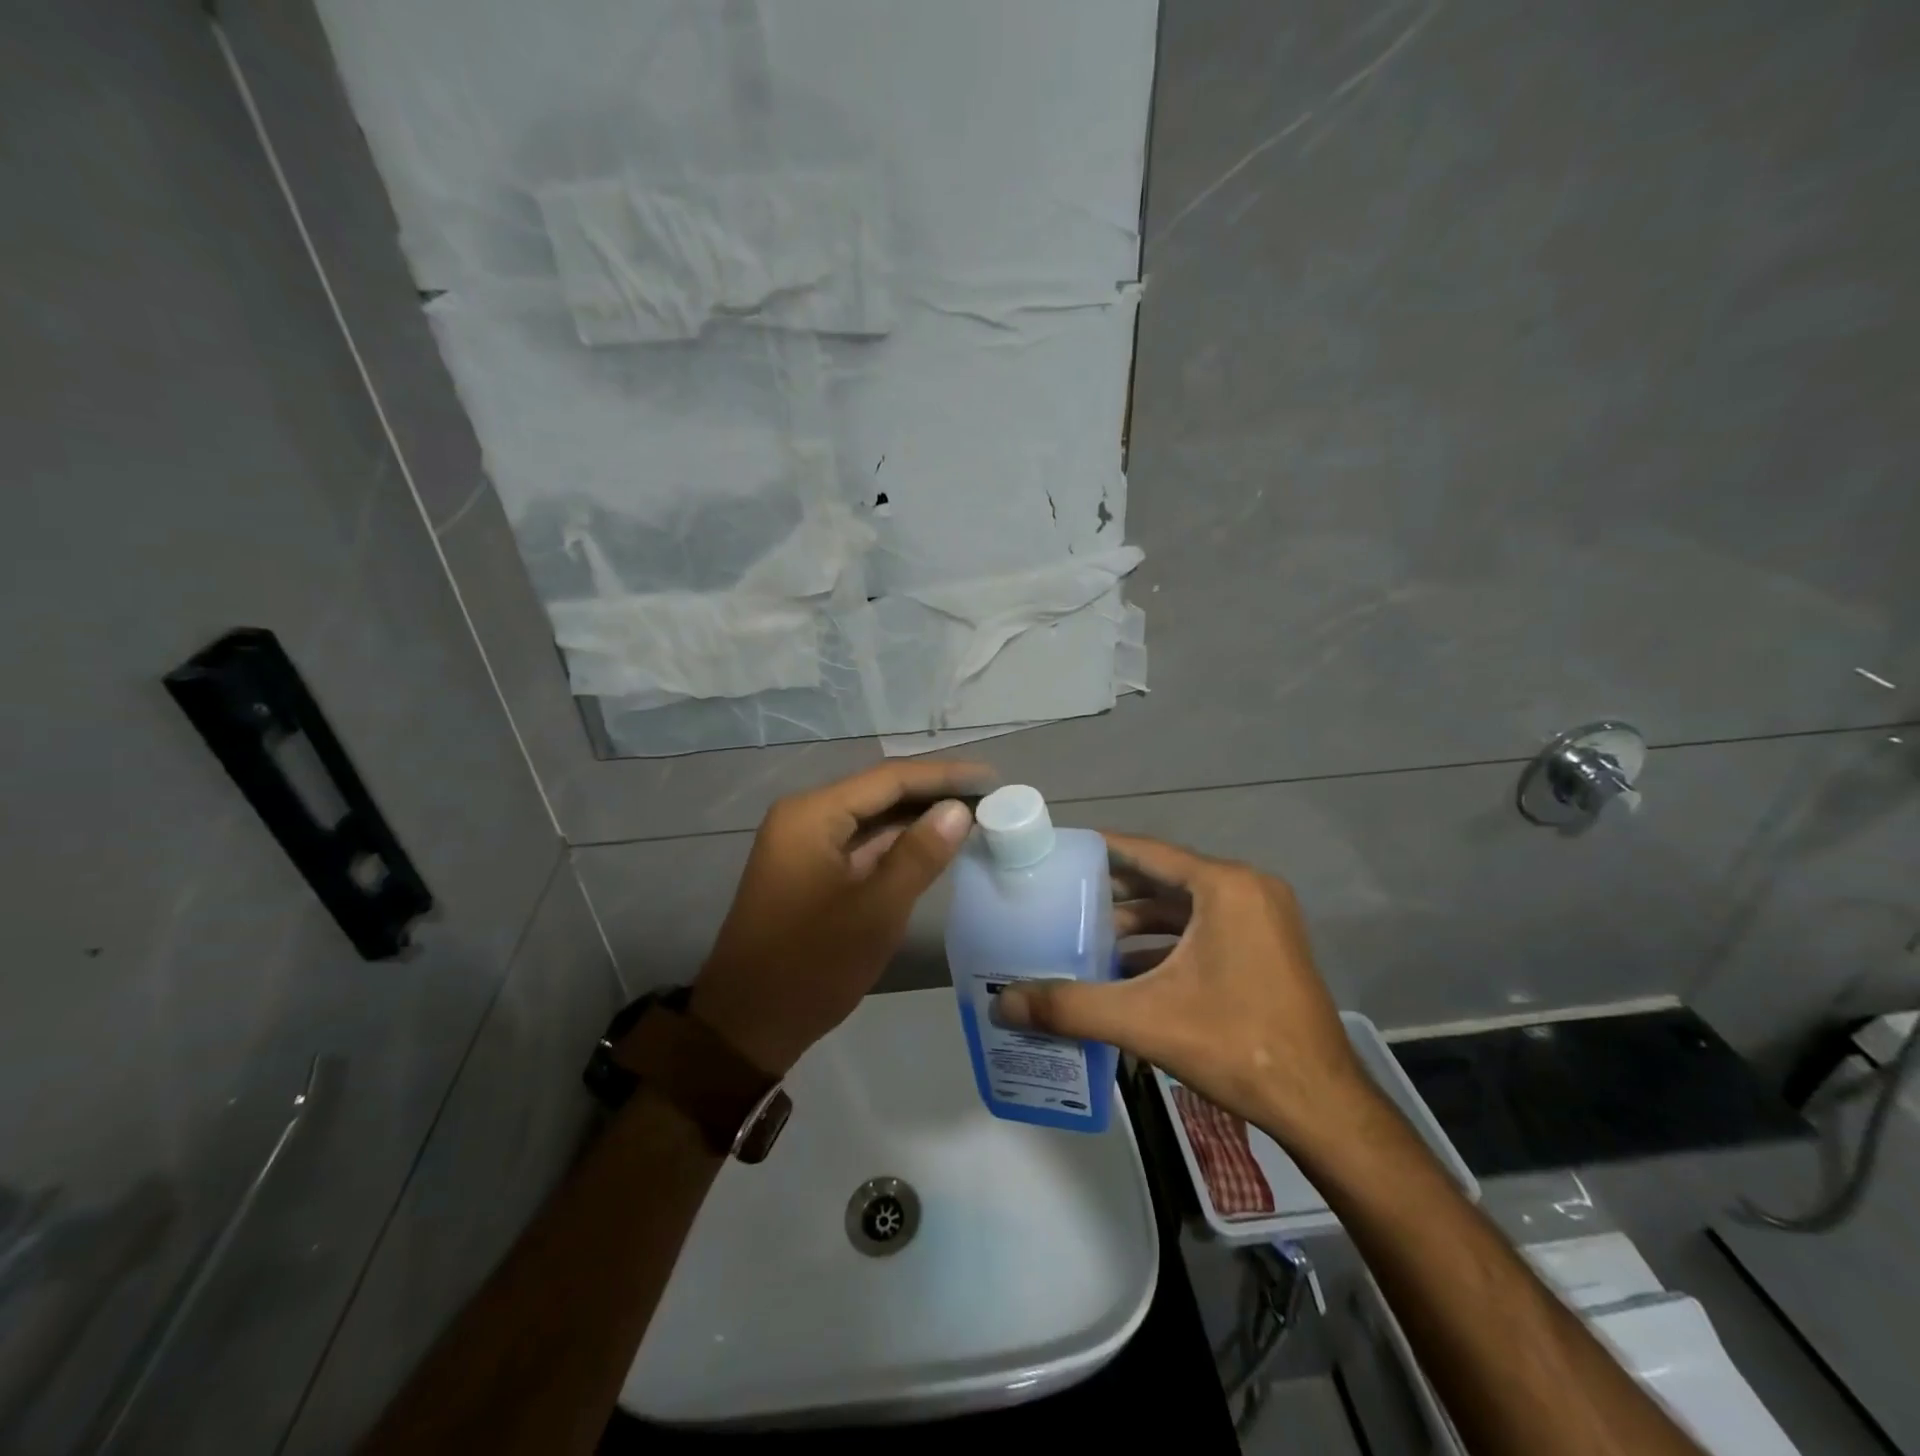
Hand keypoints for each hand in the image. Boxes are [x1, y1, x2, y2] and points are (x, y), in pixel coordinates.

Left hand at [689, 761, 991, 1075]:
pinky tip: (934, 846)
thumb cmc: (812, 965)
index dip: (944, 775)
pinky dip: (897, 845)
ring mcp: (805, 845)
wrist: (748, 1025)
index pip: (889, 778)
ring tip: (974, 815)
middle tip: (990, 796)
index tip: (991, 778)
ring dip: (918, 818)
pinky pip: (861, 845)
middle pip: (880, 793)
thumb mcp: (876, 910)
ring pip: (872, 819)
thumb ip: (919, 854)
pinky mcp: (810, 871)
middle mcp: (805, 817)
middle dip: (934, 794)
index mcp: (813, 815)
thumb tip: (958, 809)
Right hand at [994, 833, 1376, 1154]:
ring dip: (1137, 920)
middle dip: (1113, 890)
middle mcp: (1247, 890)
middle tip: (1060, 897)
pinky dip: (1164, 942)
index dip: (1099, 850)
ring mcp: (1262, 919)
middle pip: (1164, 877)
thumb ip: (1070, 1006)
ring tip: (1085, 934)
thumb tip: (1002, 1003)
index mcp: (1225, 886)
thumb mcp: (1144, 1020)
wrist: (1320, 1104)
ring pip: (1183, 906)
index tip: (1057, 852)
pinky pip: (1203, 929)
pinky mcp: (1266, 948)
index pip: (1147, 852)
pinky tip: (1125, 966)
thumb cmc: (1236, 1045)